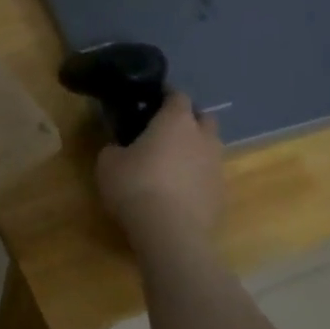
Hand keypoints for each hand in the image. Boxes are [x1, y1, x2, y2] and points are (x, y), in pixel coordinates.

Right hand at [95, 93, 223, 248]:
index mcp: (176, 121)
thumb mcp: (108, 163)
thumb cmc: (135, 186)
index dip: (165, 96)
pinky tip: (179, 191)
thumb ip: (115, 148)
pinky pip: (209, 176)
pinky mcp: (221, 194)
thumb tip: (118, 148)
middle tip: (165, 131)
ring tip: (172, 164)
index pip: (177, 95)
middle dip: (188, 120)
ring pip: (210, 147)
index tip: (151, 101)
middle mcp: (203, 137)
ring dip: (194, 150)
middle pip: (203, 118)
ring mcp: (216, 166)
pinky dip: (197, 177)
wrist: (170, 232)